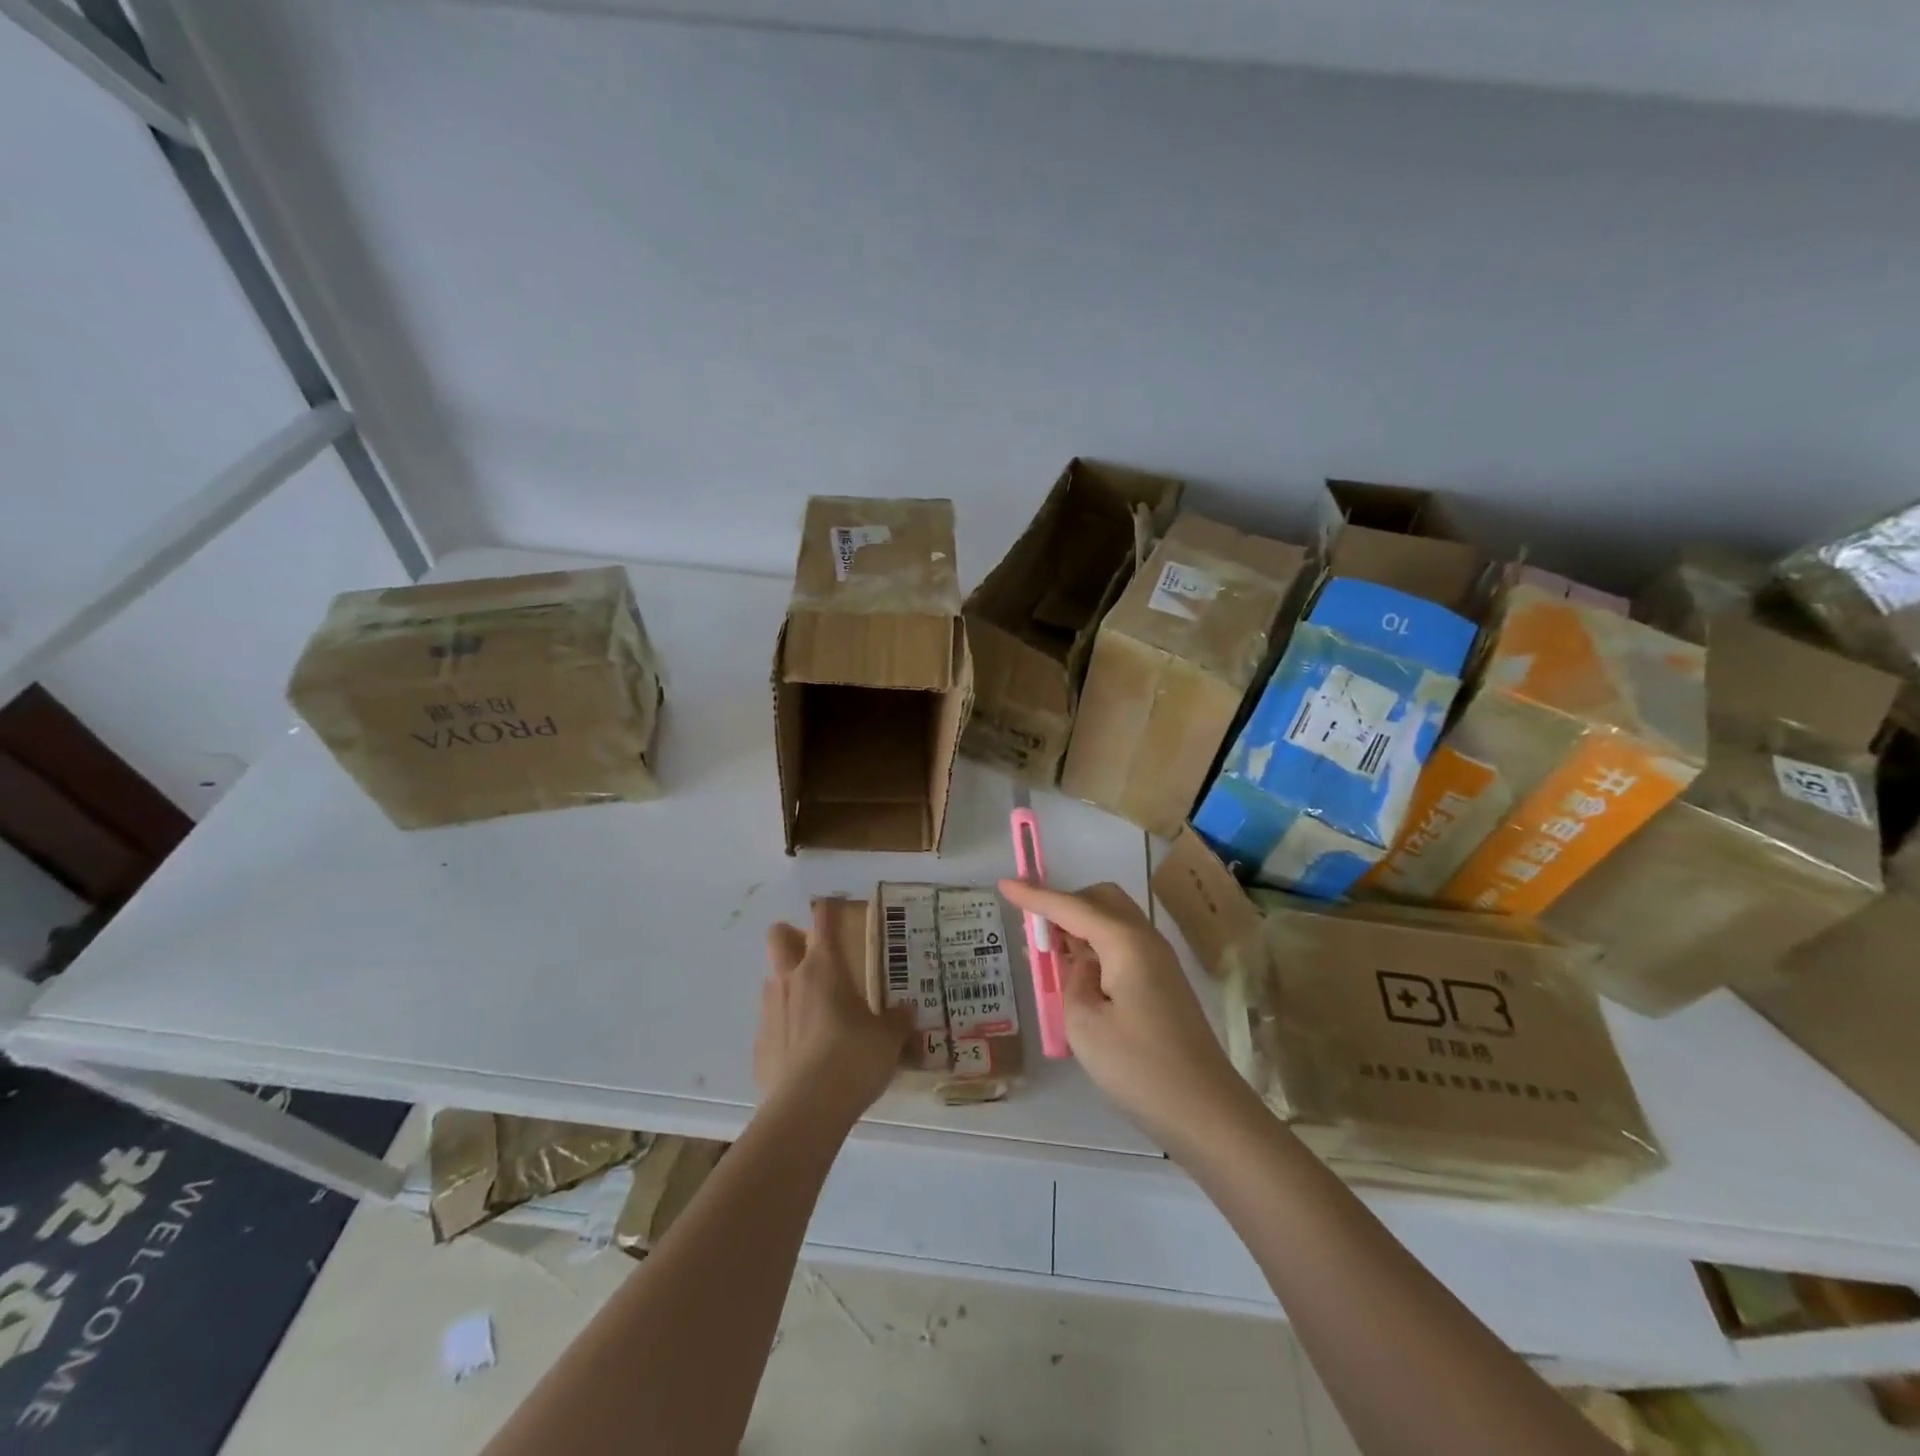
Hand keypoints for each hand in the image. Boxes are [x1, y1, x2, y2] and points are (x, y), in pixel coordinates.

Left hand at [755, 901, 910, 1126]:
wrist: (806, 1110)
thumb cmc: (853, 1059)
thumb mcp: (889, 1039)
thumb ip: (898, 1020)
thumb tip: (906, 1012)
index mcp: (824, 967)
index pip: (823, 920)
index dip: (830, 908)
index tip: (837, 906)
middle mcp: (792, 980)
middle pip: (779, 937)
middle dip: (791, 935)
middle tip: (815, 953)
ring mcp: (769, 1011)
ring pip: (772, 980)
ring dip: (789, 984)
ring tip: (816, 1010)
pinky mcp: (759, 1045)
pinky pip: (771, 1024)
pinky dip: (785, 1029)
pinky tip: (804, 1053)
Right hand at [999, 879, 1258, 1156]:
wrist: (1207, 1113)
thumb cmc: (1140, 1068)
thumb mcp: (1085, 1024)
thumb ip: (1072, 980)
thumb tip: (1082, 964)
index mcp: (1125, 942)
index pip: (1071, 907)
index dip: (1035, 896)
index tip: (1004, 884)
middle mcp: (1145, 940)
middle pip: (1101, 900)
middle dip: (1065, 906)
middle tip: (1036, 936)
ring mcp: (1159, 962)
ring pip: (1113, 922)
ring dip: (1079, 928)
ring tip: (1050, 959)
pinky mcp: (1163, 984)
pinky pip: (1122, 946)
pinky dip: (1096, 948)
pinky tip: (1079, 979)